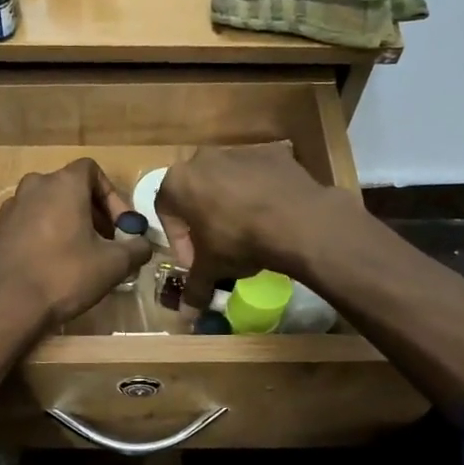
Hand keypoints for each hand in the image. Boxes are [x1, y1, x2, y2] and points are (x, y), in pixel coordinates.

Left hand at [0, 158, 151, 340]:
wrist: (6, 307)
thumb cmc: (64, 277)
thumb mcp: (113, 265)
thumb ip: (136, 248)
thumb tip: (143, 244)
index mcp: (62, 185)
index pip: (92, 170)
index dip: (111, 196)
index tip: (120, 226)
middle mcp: (32, 187)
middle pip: (68, 189)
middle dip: (90, 212)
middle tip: (103, 242)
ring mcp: (7, 209)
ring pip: (44, 207)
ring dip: (63, 223)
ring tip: (75, 255)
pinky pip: (23, 227)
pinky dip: (38, 238)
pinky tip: (45, 266)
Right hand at [156, 144, 334, 307]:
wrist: (296, 221)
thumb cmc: (238, 241)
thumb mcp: (211, 268)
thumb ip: (194, 287)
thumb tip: (187, 313)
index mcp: (178, 182)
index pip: (166, 213)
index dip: (179, 241)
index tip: (194, 261)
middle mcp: (202, 159)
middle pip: (196, 192)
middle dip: (203, 218)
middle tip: (218, 245)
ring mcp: (238, 151)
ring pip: (226, 181)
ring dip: (230, 203)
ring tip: (248, 231)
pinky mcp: (270, 153)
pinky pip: (257, 175)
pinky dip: (259, 192)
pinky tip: (271, 215)